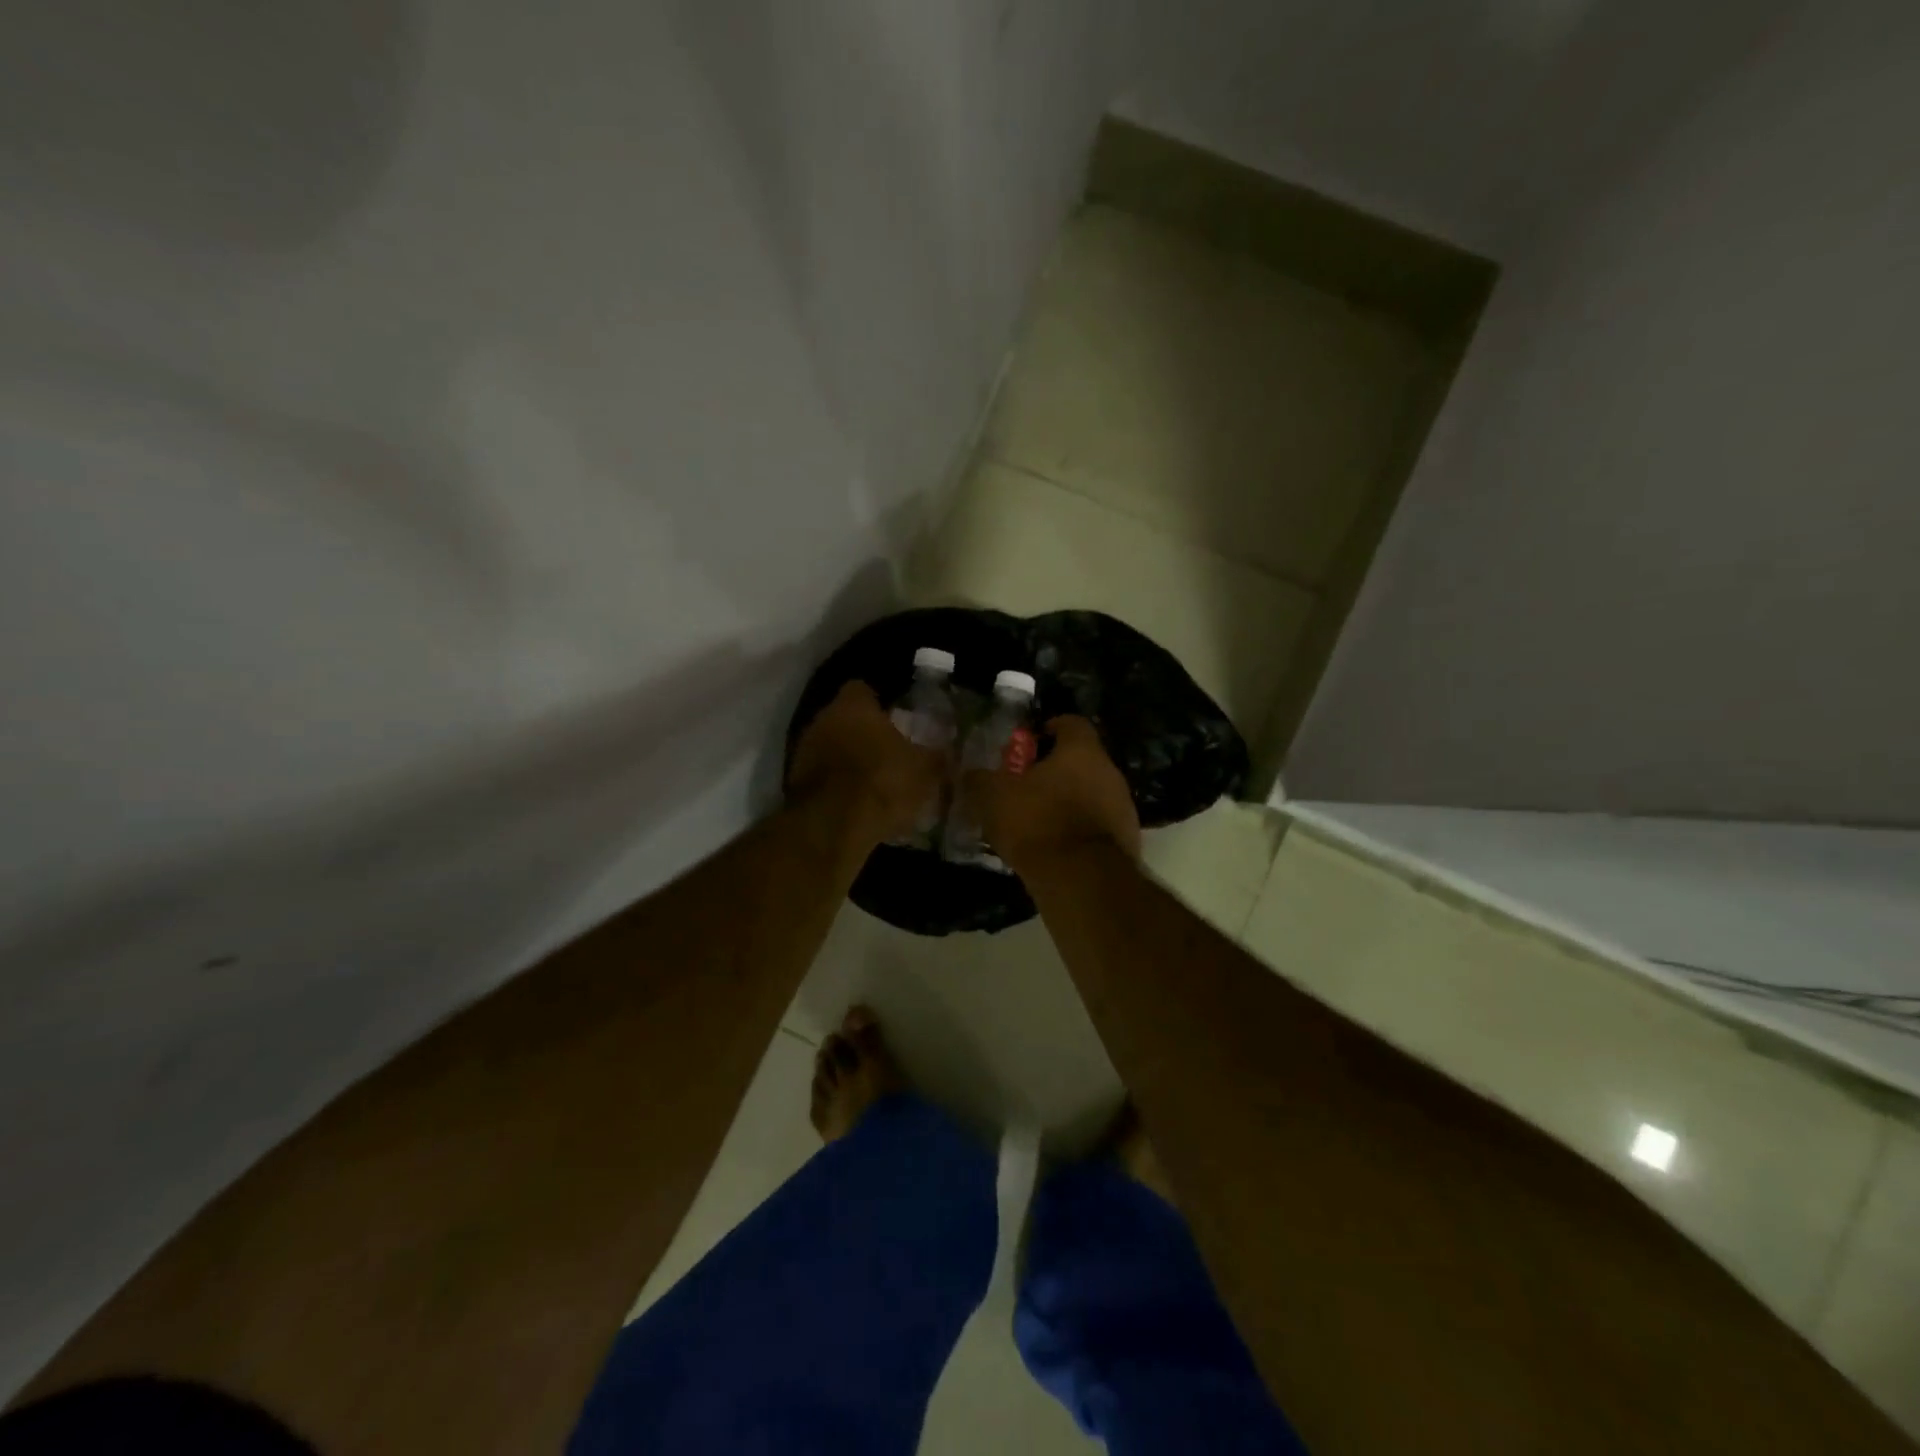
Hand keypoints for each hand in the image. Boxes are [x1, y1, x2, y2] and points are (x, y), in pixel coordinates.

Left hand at [787, 681, 942, 846]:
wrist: (833, 827)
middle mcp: (822, 719)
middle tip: (889, 750)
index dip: (880, 703)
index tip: (896, 718)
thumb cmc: (883, 782)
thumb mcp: (925, 771)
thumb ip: (937, 758)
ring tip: (873, 780)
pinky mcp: (795, 783)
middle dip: (864, 733)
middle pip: (844, 718)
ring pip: (831, 747)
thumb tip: (949, 753)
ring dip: (848, 760)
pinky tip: (856, 802)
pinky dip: (836, 785)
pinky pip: (822, 776)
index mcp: (853, 705)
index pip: (863, 689)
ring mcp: (803, 751)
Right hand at [968, 715, 1140, 872]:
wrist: (1082, 879)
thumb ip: (980, 779)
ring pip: (1092, 793)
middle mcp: (1110, 771)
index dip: (1048, 729)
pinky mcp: (1127, 840)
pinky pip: (1098, 825)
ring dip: (1069, 802)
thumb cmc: (1037, 822)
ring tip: (1039, 821)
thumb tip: (972, 774)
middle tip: (1027, 786)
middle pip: (1082, 761)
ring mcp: (1124, 807)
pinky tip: (1057, 847)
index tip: (1029, 744)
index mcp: (1082, 750)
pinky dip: (1079, 830)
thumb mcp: (994, 797)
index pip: (1071, 722)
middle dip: (1056, 770)